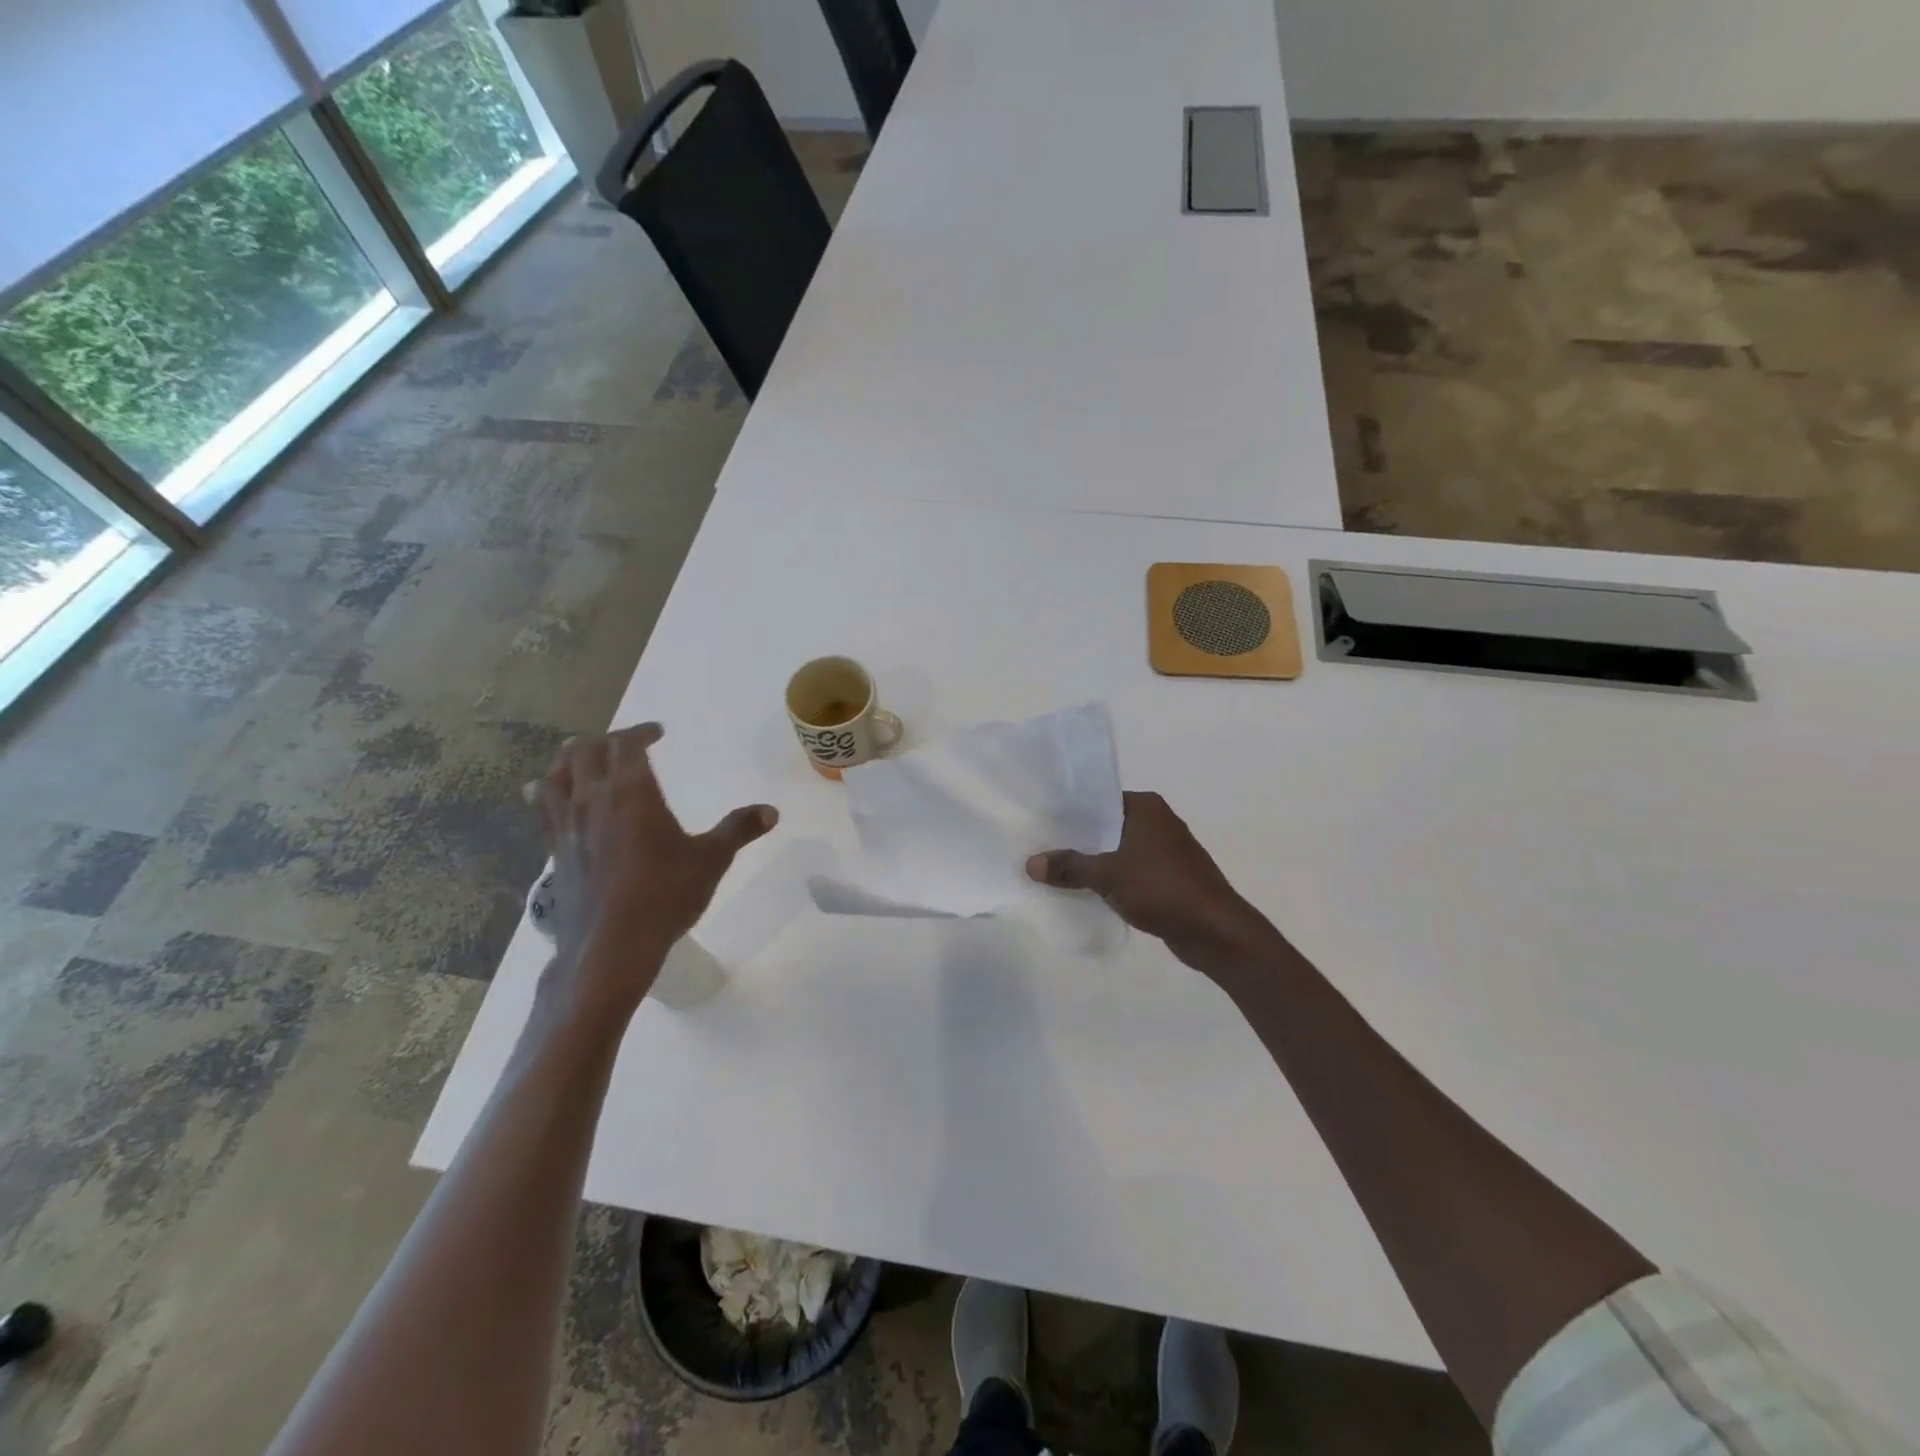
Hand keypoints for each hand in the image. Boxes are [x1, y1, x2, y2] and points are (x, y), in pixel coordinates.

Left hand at [534, 724, 777, 1010]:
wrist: (611, 947)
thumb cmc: (665, 895)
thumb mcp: (711, 860)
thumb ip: (739, 829)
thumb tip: (772, 810)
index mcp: (631, 791)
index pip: (626, 744)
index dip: (640, 731)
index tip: (658, 732)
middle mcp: (593, 799)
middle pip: (586, 752)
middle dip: (606, 741)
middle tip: (625, 743)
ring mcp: (568, 826)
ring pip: (556, 776)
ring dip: (569, 759)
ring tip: (578, 754)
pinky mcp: (555, 851)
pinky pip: (543, 809)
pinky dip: (545, 792)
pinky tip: (543, 795)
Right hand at [1026, 791, 1279, 977]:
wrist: (1215, 931)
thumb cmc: (1162, 889)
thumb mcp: (1107, 875)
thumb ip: (1069, 867)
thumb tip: (1030, 863)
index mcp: (1146, 807)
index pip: (1099, 799)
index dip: (1070, 811)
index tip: (1041, 822)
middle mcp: (1158, 821)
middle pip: (1107, 826)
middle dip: (1078, 839)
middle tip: (1041, 847)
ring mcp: (1166, 851)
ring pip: (1118, 851)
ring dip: (1094, 862)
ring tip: (1056, 870)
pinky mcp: (1170, 878)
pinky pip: (1131, 872)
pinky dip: (1112, 879)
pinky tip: (1087, 891)